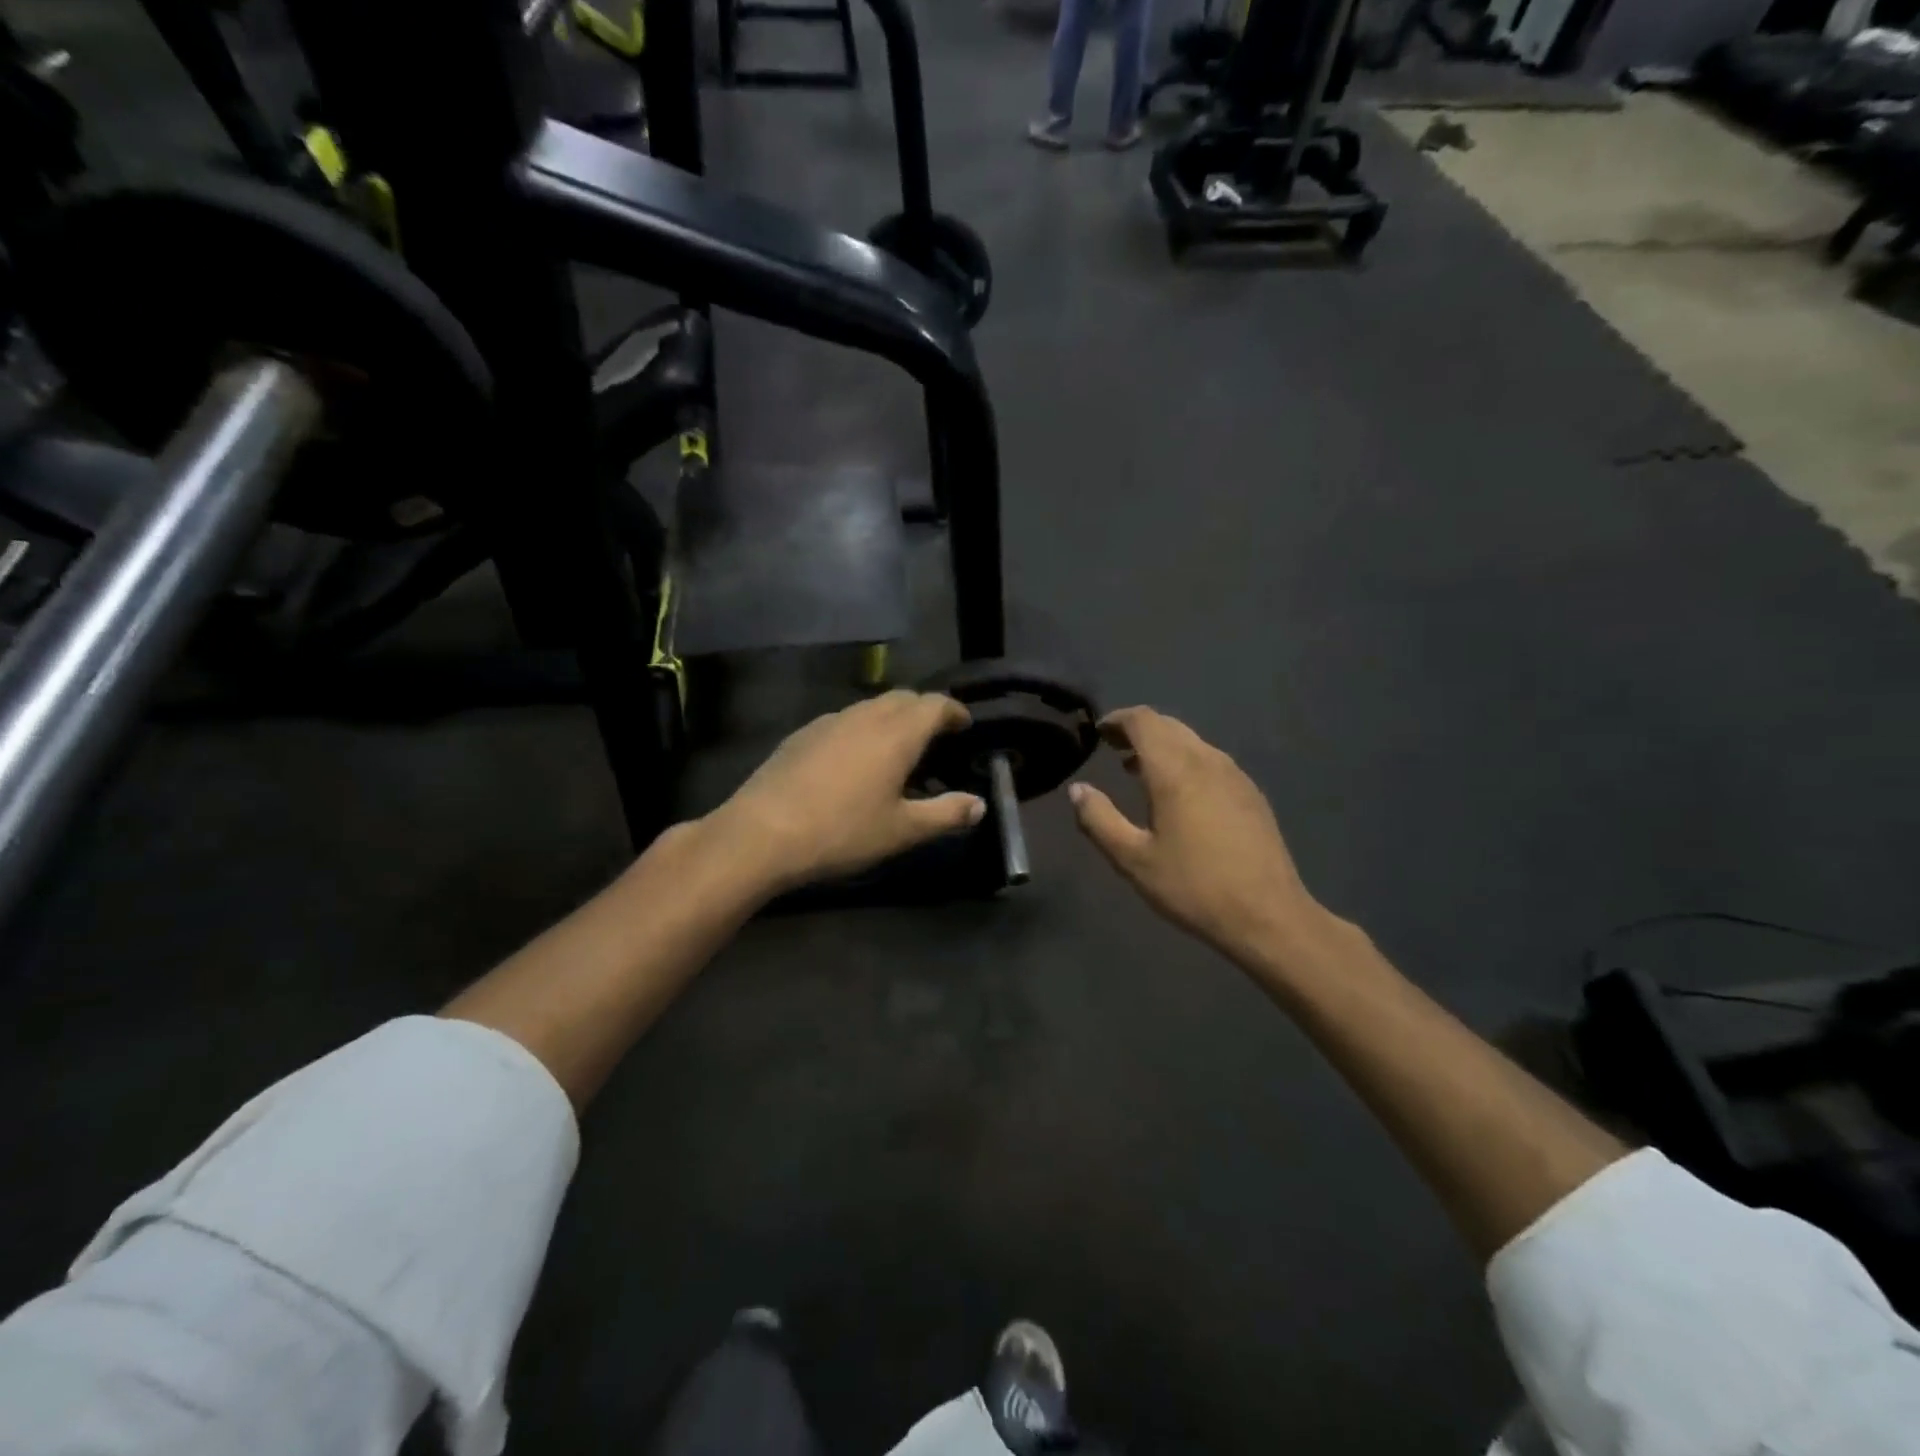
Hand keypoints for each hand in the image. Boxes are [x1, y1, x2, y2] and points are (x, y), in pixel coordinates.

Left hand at [707, 691, 985, 893]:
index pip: (935, 704)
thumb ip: (946, 814)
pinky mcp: (801, 735)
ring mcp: (828, 722)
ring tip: (896, 753)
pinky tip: (853, 763)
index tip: (964, 725)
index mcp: (896, 733)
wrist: (762, 833)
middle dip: (924, 712)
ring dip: (891, 720)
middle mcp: (864, 716)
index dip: (954, 712)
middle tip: (935, 740)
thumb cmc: (842, 831)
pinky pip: (844, 722)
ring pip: (870, 708)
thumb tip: (979, 804)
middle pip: (902, 698)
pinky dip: (861, 731)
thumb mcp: (903, 831)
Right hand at [1068, 707, 1334, 973]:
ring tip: (1138, 771)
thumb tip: (1077, 790)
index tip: (1097, 732)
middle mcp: (1207, 761)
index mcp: (1175, 770)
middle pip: (1168, 725)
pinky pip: (1210, 760)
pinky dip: (1185, 761)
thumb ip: (1099, 820)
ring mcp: (1235, 775)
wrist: (1268, 916)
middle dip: (1137, 730)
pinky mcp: (1251, 794)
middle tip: (1112, 749)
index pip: (1143, 721)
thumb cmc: (1194, 887)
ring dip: (1162, 746)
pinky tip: (1178, 794)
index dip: (1117, 719)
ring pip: (1191, 741)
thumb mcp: (1133, 859)